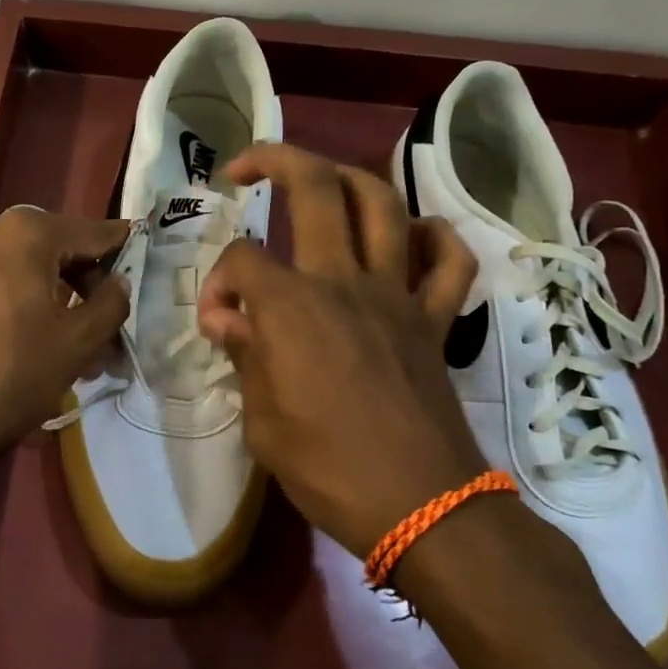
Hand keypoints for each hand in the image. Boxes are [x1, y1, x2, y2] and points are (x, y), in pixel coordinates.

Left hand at [0, 207, 130, 471]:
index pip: (93, 232)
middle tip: (106, 329)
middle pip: (56, 248)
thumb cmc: (12, 374)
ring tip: (70, 345)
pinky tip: (28, 339)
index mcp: (27, 231)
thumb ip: (111, 302)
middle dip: (85, 286)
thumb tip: (118, 282)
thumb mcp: (78, 342)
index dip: (122, 250)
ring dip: (53, 298)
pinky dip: (19, 301)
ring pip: (24, 268)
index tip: (142, 263)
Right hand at [197, 144, 486, 558]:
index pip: (242, 259)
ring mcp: (397, 294)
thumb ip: (244, 357)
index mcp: (292, 307)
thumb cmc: (329, 471)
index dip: (218, 282)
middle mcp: (344, 282)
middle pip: (315, 187)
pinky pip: (448, 260)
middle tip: (245, 168)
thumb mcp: (262, 423)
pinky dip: (432, 237)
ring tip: (322, 183)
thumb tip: (226, 319)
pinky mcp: (434, 319)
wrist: (423, 509)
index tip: (219, 323)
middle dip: (275, 159)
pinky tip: (410, 239)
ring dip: (348, 178)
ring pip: (383, 204)